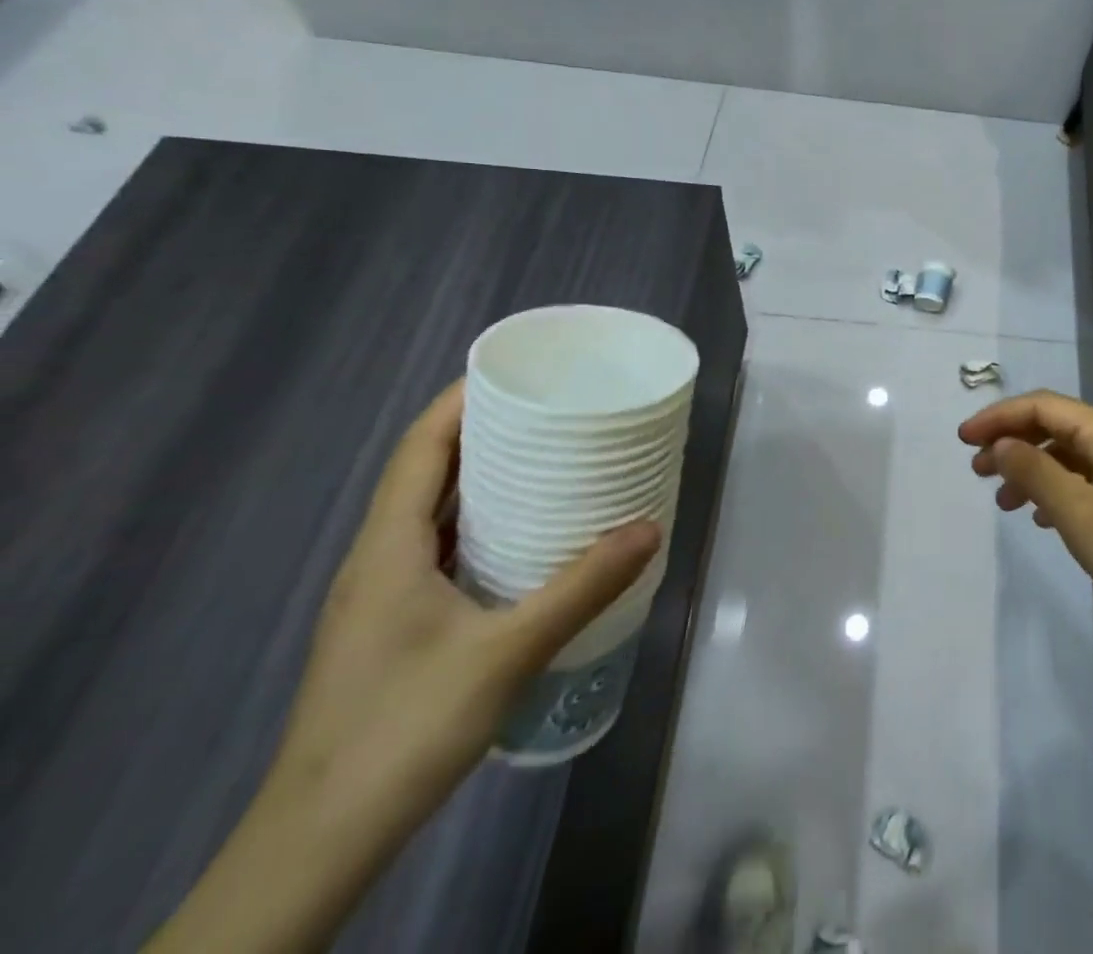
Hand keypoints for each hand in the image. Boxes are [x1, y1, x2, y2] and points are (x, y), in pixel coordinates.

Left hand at [270, 380, 658, 847]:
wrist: (318, 844)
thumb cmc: (402, 731)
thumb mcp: (506, 654)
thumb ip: (580, 587)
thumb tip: (650, 527)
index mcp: (388, 548)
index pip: (421, 447)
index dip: (461, 400)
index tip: (517, 372)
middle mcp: (377, 559)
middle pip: (427, 471)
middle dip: (484, 431)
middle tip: (553, 410)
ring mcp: (380, 597)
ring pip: (431, 513)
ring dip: (482, 478)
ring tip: (549, 460)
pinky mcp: (392, 628)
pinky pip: (438, 549)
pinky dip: (479, 524)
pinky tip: (523, 539)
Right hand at [958, 391, 1092, 657]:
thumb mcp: (1082, 516)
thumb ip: (1036, 473)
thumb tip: (1002, 444)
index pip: (1044, 406)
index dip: (999, 417)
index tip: (962, 441)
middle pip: (1058, 426)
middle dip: (1014, 442)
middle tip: (978, 473)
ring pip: (1073, 455)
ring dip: (1034, 469)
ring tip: (1004, 501)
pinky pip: (1091, 478)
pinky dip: (1060, 489)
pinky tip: (1044, 516)